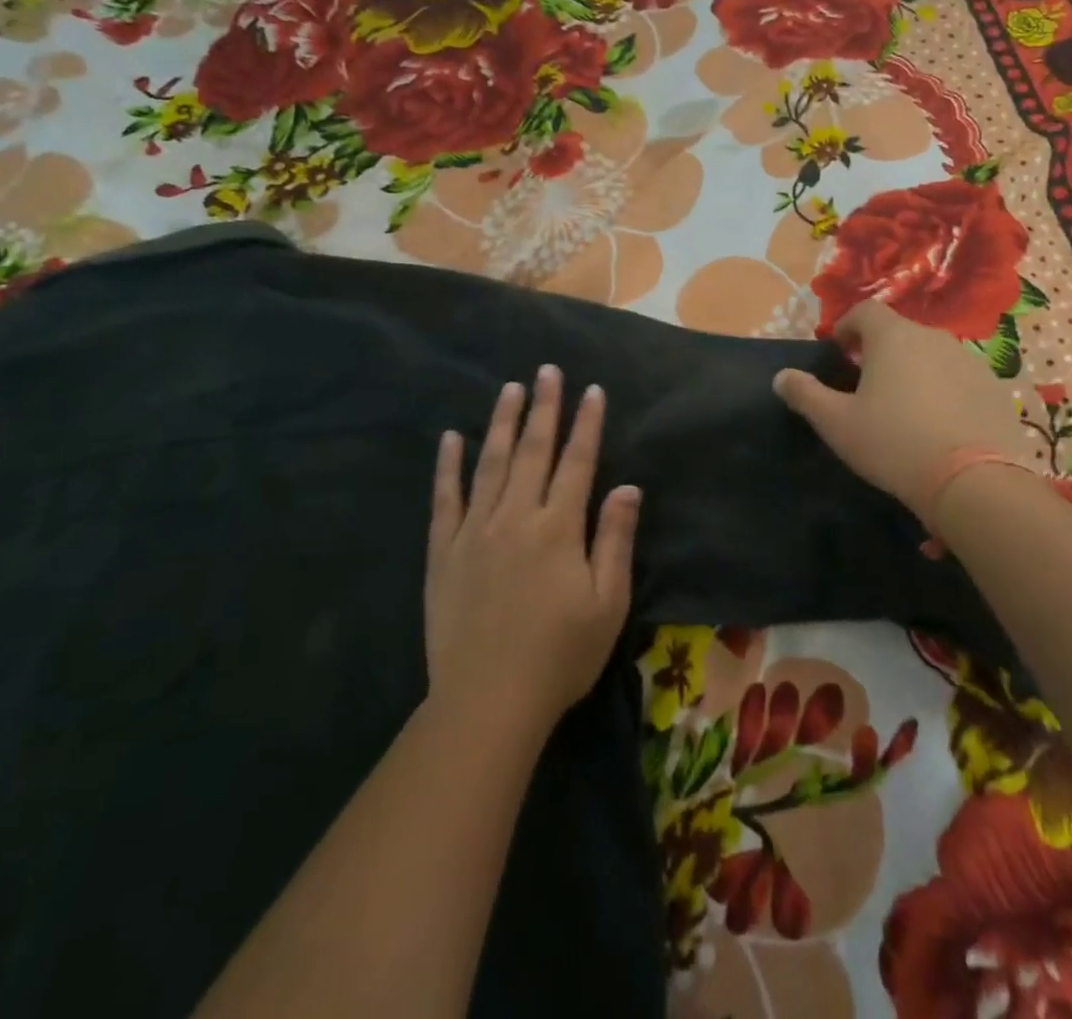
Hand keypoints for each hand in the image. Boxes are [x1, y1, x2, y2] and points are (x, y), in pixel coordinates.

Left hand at [425, 366, 639, 741]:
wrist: (488, 701)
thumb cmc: (560, 656)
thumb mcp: (607, 604)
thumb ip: (615, 540)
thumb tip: (628, 487)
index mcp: (558, 528)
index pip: (577, 462)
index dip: (586, 423)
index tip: (592, 390)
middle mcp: (516, 517)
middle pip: (532, 451)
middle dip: (543, 407)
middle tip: (546, 370)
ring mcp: (475, 531)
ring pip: (489, 463)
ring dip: (501, 423)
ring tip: (509, 389)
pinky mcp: (444, 551)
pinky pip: (445, 499)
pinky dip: (447, 466)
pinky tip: (450, 438)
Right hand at [772, 299, 1032, 526]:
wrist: (972, 481)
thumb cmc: (893, 443)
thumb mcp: (836, 423)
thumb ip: (805, 394)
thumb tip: (781, 376)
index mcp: (893, 337)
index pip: (866, 310)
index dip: (848, 325)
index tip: (839, 350)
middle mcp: (934, 337)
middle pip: (900, 332)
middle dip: (880, 350)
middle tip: (866, 383)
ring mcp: (969, 361)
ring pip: (932, 354)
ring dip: (914, 369)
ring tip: (904, 407)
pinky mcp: (995, 388)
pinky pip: (960, 378)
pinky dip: (945, 390)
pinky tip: (939, 425)